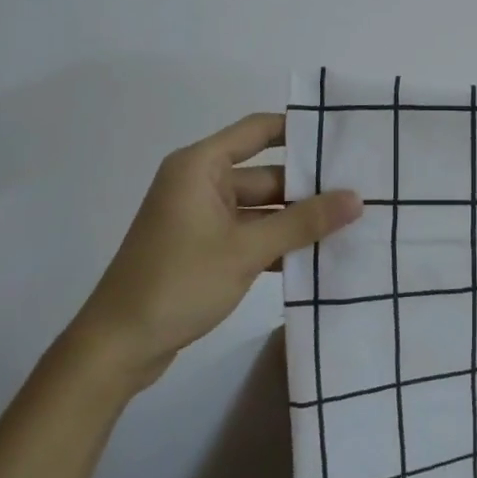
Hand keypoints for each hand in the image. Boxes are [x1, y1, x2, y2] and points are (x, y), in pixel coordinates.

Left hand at [67, 112, 362, 376]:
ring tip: (349, 223)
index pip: (258, 130)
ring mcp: (200, 217)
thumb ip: (303, 223)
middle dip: (308, 186)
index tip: (343, 135)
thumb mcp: (247, 250)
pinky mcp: (202, 248)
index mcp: (200, 166)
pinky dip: (276, 243)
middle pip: (265, 173)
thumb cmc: (178, 282)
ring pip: (260, 208)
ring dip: (295, 220)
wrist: (116, 347)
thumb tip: (356, 198)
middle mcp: (200, 183)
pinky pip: (249, 233)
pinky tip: (316, 256)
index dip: (299, 129)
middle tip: (360, 190)